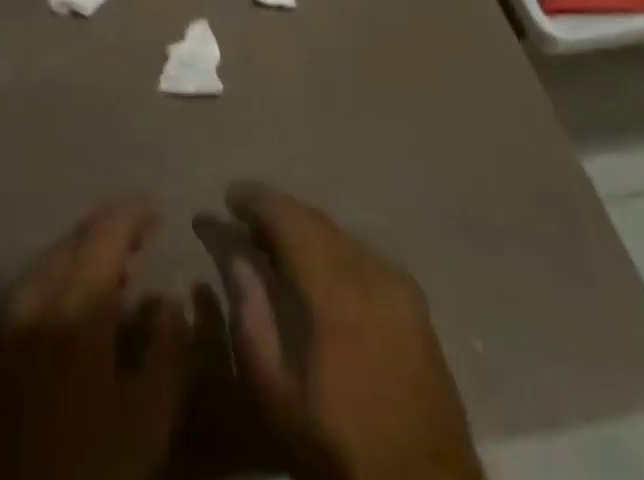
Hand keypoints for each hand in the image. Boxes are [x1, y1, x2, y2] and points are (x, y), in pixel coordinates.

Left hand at [0, 198, 190, 479]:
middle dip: (109, 236)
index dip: (133, 214)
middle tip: (141, 248)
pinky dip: (58, 287)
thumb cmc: (84, 471)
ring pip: (48, 266)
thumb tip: (171, 301)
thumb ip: (167, 351)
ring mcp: (1, 322)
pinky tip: (74, 317)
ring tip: (115, 282)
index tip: (158, 213)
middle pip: (73, 242)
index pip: (105, 230)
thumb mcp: (145, 423)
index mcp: (72, 301)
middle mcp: (32, 296)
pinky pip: (28, 295)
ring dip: (83, 262)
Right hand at [217, 183, 480, 479]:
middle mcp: (373, 272)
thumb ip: (250, 315)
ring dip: (304, 230)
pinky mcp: (415, 304)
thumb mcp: (276, 393)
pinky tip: (313, 270)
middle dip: (277, 213)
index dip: (257, 200)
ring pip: (340, 235)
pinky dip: (330, 250)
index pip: (291, 219)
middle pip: (316, 220)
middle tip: (242, 221)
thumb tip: (234, 255)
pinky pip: (362, 256)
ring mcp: (400, 286)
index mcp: (338, 291)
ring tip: (272, 244)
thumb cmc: (338, 448)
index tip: (228, 197)